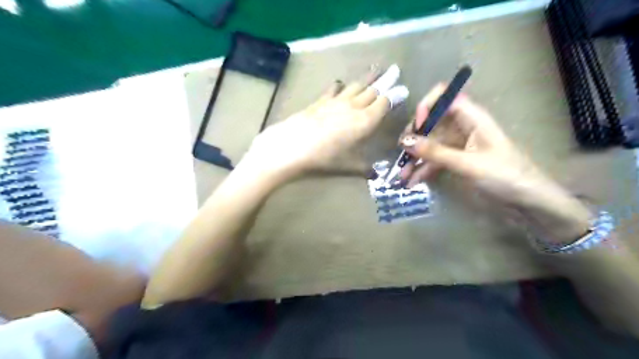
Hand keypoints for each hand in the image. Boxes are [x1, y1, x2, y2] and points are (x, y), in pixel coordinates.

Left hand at [245, 65, 408, 179]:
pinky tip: (341, 84)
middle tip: (394, 70)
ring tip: (375, 70)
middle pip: (373, 90)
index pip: (385, 103)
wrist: (292, 146)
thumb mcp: (347, 166)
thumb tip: (376, 175)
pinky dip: (341, 85)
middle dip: (386, 81)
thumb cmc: (324, 159)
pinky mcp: (321, 100)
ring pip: (356, 85)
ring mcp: (336, 101)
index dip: (395, 96)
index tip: (403, 90)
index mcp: (365, 121)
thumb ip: (363, 169)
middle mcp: (354, 106)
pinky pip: (335, 88)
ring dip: (367, 78)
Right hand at [401, 86, 591, 244]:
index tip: (416, 127)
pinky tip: (412, 182)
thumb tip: (405, 142)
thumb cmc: (505, 175)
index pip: (444, 97)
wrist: (527, 201)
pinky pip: (434, 161)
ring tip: (401, 176)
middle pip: (431, 123)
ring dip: (415, 159)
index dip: (427, 107)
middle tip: (401, 154)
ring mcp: (458, 145)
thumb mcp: (468, 163)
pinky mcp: (456, 161)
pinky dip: (423, 170)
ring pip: (430, 145)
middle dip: (414, 138)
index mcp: (471, 118)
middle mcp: (462, 127)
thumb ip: (435, 153)